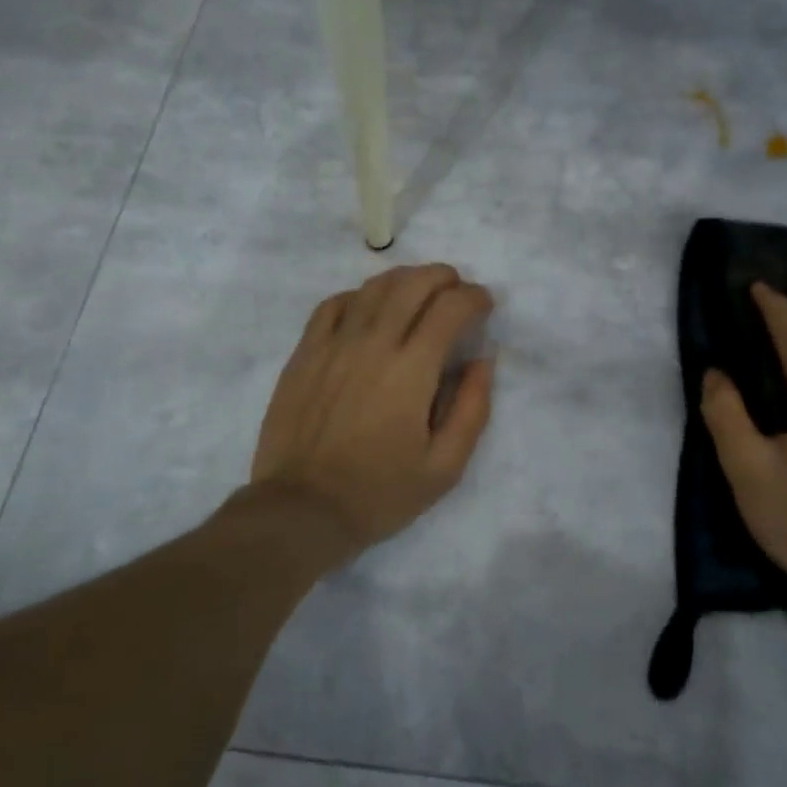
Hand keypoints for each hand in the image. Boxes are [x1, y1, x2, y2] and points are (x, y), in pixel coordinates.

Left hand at [251, 263, 495, 562]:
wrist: (302, 510)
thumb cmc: (380, 493)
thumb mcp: (445, 466)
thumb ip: (473, 409)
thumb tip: (483, 360)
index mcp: (412, 370)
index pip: (450, 308)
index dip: (474, 297)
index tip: (484, 305)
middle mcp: (373, 344)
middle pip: (412, 283)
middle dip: (443, 277)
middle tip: (456, 289)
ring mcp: (333, 344)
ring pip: (373, 287)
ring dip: (405, 279)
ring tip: (419, 292)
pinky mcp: (304, 353)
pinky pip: (333, 305)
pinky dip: (359, 296)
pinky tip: (369, 309)